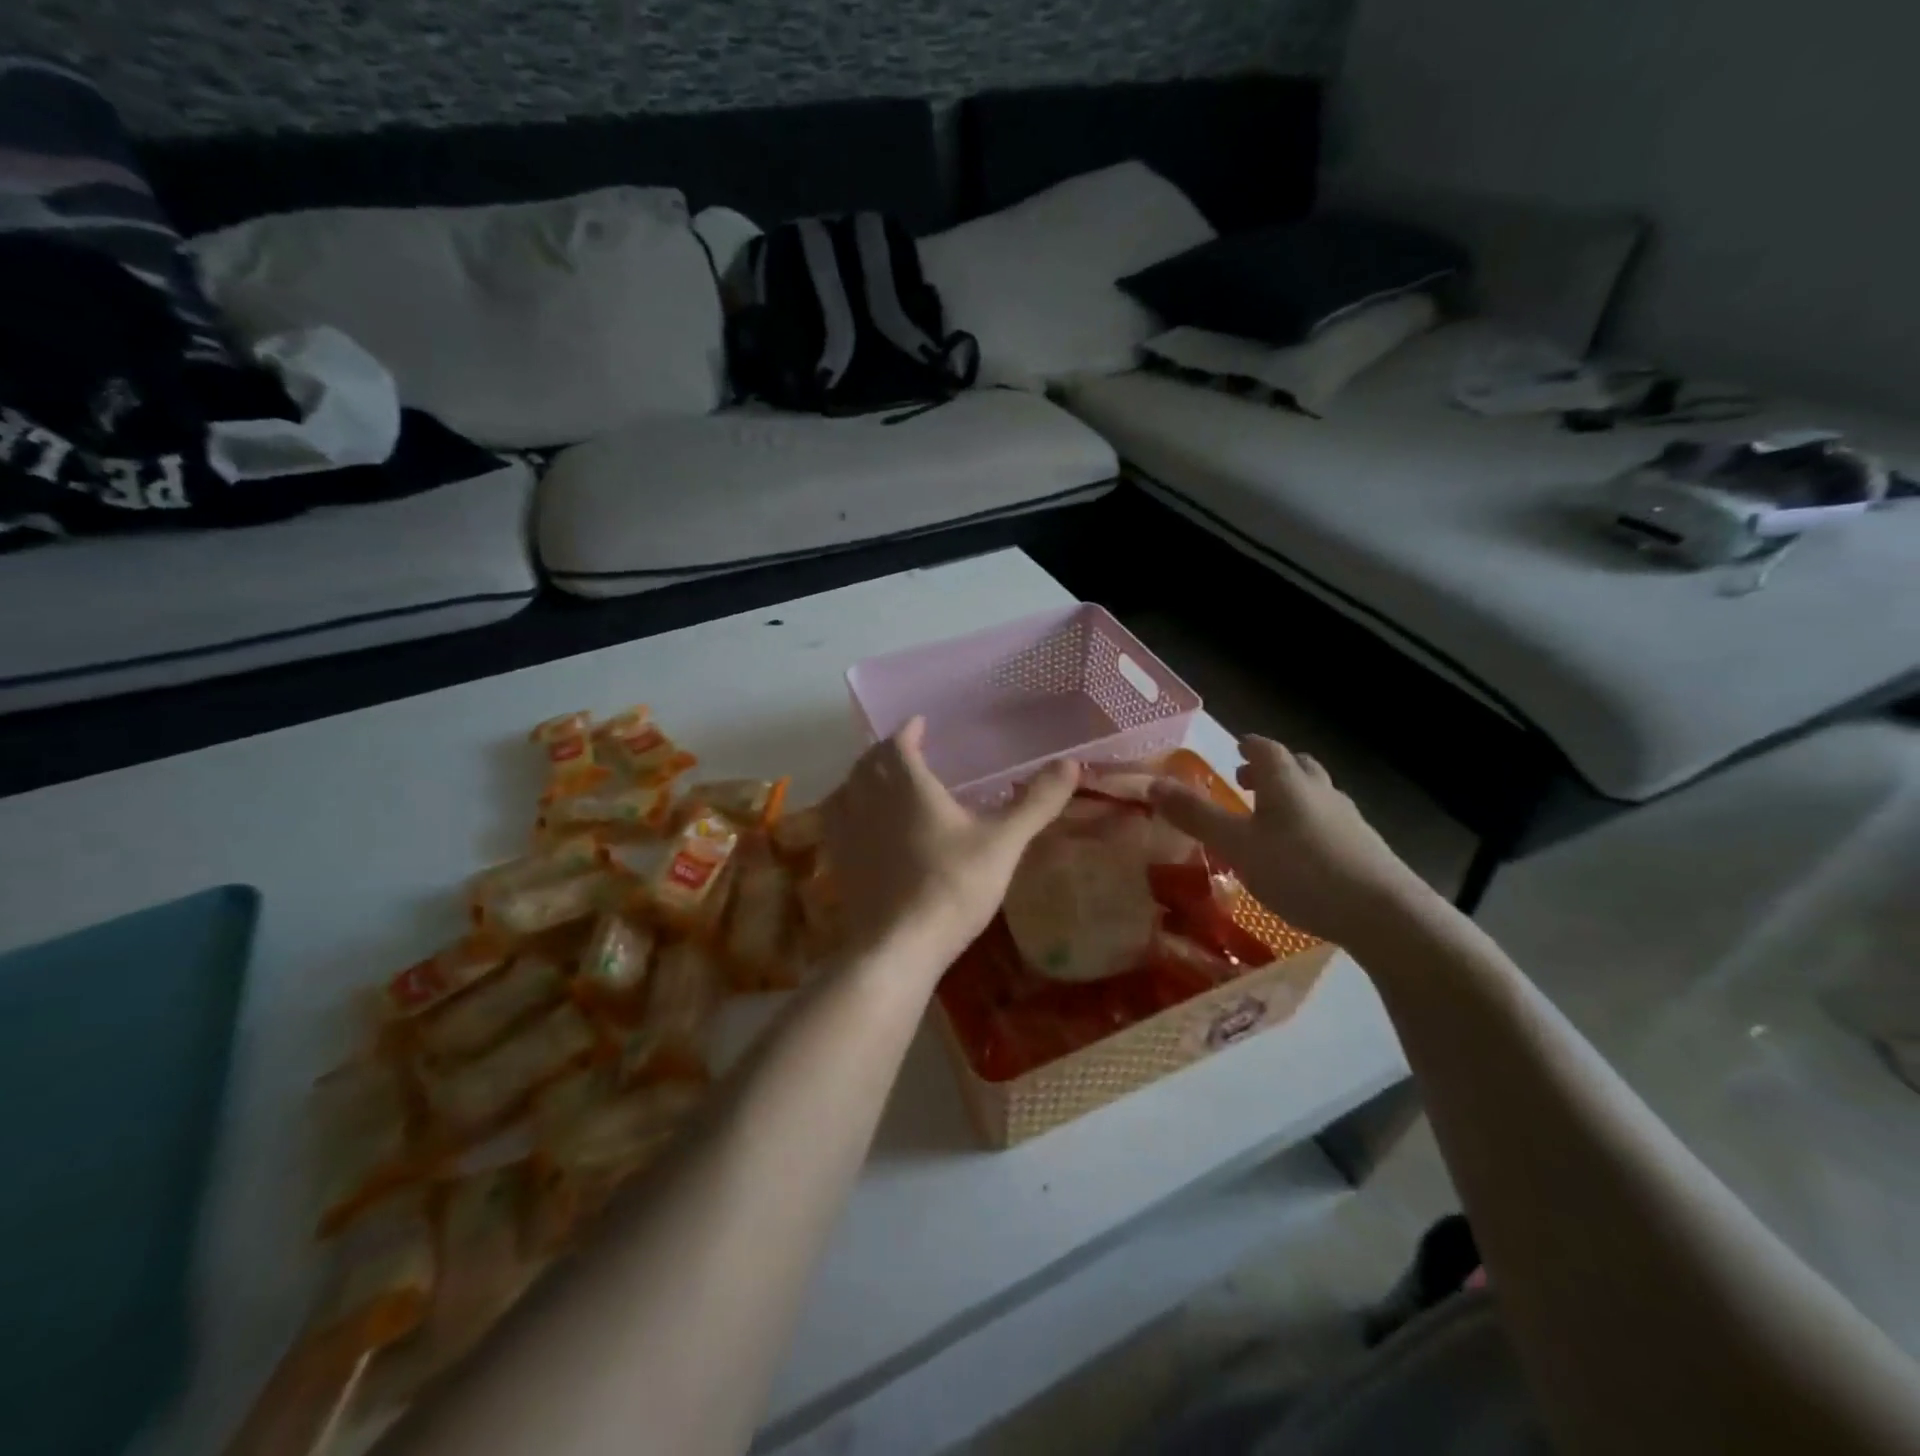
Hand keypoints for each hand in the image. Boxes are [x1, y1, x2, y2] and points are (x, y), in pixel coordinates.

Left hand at [823, 719, 1078, 973]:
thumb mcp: (1003, 843)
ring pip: (848, 788)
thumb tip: (1071, 762)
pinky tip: (862, 824)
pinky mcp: (840, 862)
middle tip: (905, 750)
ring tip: (881, 779)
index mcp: (907, 786)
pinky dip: (848, 807)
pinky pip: (837, 820)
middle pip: (869, 762)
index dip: (909, 730)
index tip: (919, 723)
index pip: (899, 743)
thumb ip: (1035, 803)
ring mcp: (849, 831)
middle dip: (886, 750)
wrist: (898, 946)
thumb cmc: (953, 886)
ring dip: (864, 776)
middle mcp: (870, 799)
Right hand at [1150, 736, 1433, 945]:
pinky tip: (1302, 853)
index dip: (1248, 746)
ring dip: (1292, 796)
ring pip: (1316, 794)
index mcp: (1286, 781)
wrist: (1381, 913)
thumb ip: (1195, 816)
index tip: (1236, 748)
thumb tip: (1152, 784)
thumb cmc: (1299, 869)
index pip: (1266, 749)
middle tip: (1248, 781)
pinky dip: (1309, 824)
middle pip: (1296, 766)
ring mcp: (1348, 818)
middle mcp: (1320, 790)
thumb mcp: (1236, 845)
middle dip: (1270, 770)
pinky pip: (1330, 822)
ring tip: (1271, 818)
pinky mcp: (1365, 848)